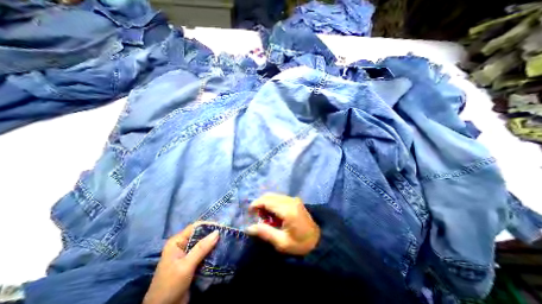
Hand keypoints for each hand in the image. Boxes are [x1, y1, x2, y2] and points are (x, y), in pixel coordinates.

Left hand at [145, 224, 220, 303]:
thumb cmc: (170, 285)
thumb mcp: (186, 266)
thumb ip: (201, 248)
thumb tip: (217, 232)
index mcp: (177, 242)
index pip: (195, 227)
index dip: (208, 225)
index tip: (222, 226)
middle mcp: (182, 245)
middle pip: (200, 234)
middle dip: (212, 234)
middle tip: (226, 233)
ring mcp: (187, 254)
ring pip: (203, 244)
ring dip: (213, 243)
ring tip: (225, 240)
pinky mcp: (191, 262)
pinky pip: (203, 253)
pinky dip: (211, 251)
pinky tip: (220, 250)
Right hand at [247, 193, 318, 255]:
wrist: (319, 241)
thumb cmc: (301, 244)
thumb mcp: (282, 242)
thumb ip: (265, 232)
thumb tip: (249, 228)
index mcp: (287, 210)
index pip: (267, 201)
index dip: (256, 204)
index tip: (249, 212)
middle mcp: (290, 200)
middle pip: (270, 196)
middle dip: (260, 204)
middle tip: (258, 217)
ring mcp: (294, 199)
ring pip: (274, 196)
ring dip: (266, 204)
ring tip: (266, 218)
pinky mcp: (295, 201)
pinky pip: (280, 198)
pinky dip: (273, 204)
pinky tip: (274, 215)